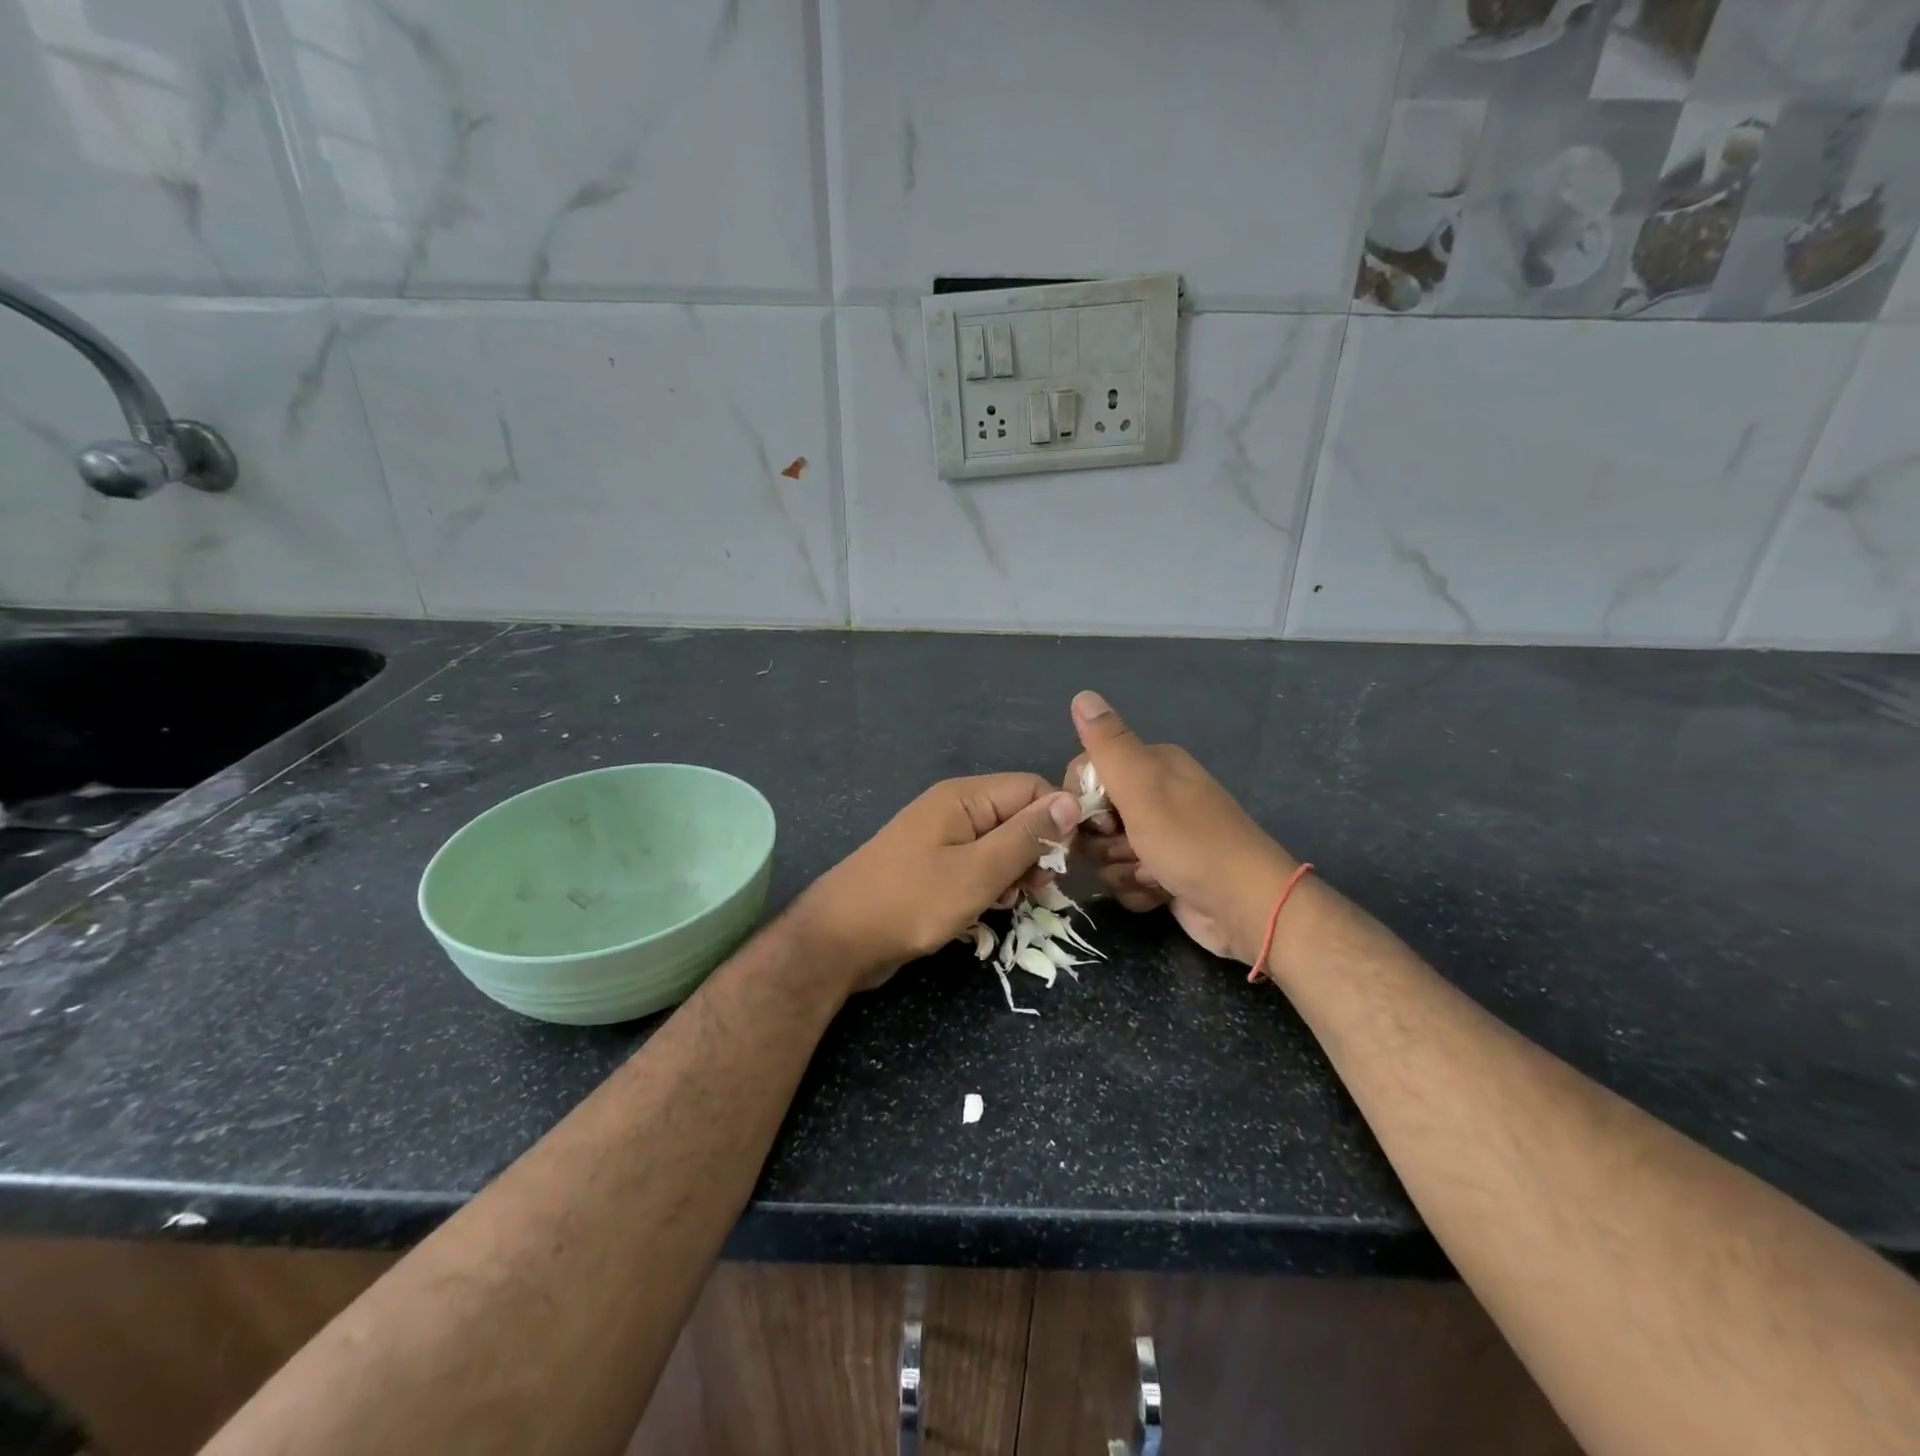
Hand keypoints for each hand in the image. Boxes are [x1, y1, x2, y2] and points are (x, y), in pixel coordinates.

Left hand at [794, 775, 1080, 993]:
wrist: (839, 940)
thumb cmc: (911, 902)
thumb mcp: (978, 872)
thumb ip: (1027, 836)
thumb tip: (1071, 800)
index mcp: (964, 797)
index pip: (1032, 788)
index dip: (1057, 820)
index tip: (1067, 861)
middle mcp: (955, 809)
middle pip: (1018, 815)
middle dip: (1037, 850)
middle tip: (1040, 889)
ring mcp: (942, 838)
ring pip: (1001, 844)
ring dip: (1015, 871)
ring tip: (1011, 901)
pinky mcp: (934, 866)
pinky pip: (978, 864)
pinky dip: (991, 883)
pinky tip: (990, 907)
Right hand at [1066, 691, 1296, 964]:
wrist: (1246, 907)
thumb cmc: (1191, 843)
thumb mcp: (1142, 787)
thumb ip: (1108, 744)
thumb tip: (1082, 694)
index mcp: (1152, 765)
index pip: (1086, 773)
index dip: (1083, 801)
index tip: (1103, 820)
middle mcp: (1154, 796)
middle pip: (1093, 818)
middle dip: (1105, 842)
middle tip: (1132, 848)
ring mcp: (1159, 837)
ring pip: (1105, 853)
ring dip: (1122, 869)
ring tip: (1153, 874)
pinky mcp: (1162, 873)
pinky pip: (1124, 880)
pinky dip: (1137, 890)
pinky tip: (1160, 893)